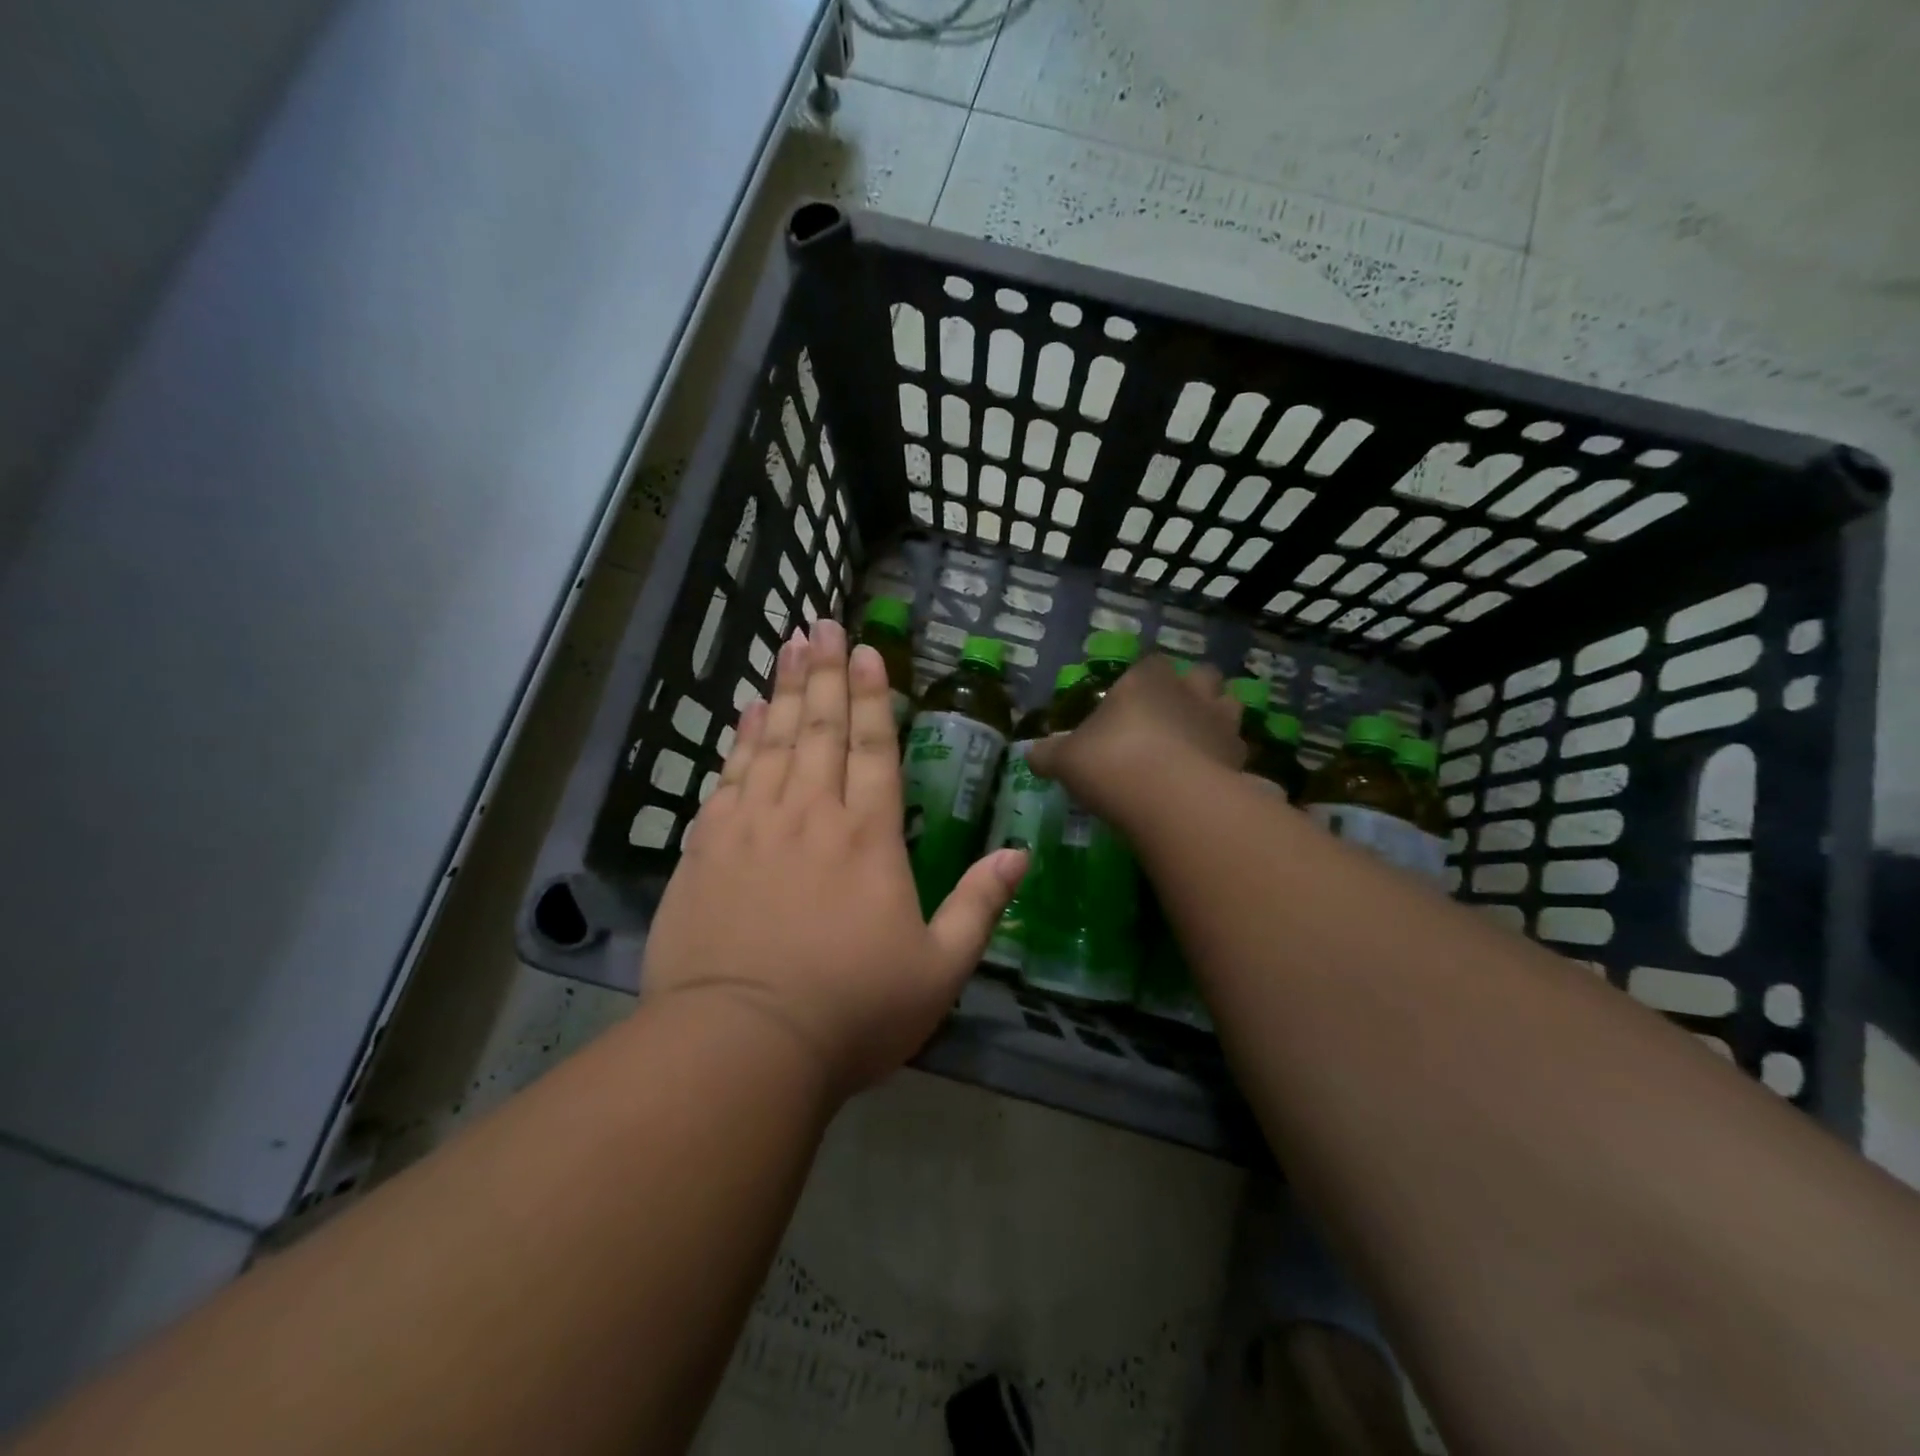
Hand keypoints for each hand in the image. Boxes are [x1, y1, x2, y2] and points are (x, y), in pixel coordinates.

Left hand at [642, 618, 1025, 1097]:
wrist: (741, 1045)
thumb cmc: (852, 1011)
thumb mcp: (938, 969)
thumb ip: (980, 906)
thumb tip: (1019, 854)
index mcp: (868, 836)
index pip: (873, 747)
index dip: (872, 695)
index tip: (865, 649)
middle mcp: (811, 814)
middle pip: (819, 727)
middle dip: (824, 672)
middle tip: (820, 624)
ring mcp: (753, 827)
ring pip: (772, 741)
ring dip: (782, 690)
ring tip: (787, 646)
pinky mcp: (706, 849)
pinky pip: (728, 777)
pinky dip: (738, 740)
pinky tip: (743, 713)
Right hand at [1026, 654, 1243, 824]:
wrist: (1170, 800)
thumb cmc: (1111, 763)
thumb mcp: (1065, 759)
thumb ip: (1048, 754)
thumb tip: (1030, 754)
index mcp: (1147, 679)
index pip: (1150, 664)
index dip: (1142, 680)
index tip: (1128, 703)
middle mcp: (1189, 692)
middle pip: (1202, 677)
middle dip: (1191, 692)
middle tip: (1169, 719)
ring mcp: (1221, 724)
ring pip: (1229, 708)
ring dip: (1215, 721)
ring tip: (1195, 746)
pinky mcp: (1240, 759)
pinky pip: (1236, 753)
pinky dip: (1225, 762)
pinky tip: (1207, 781)